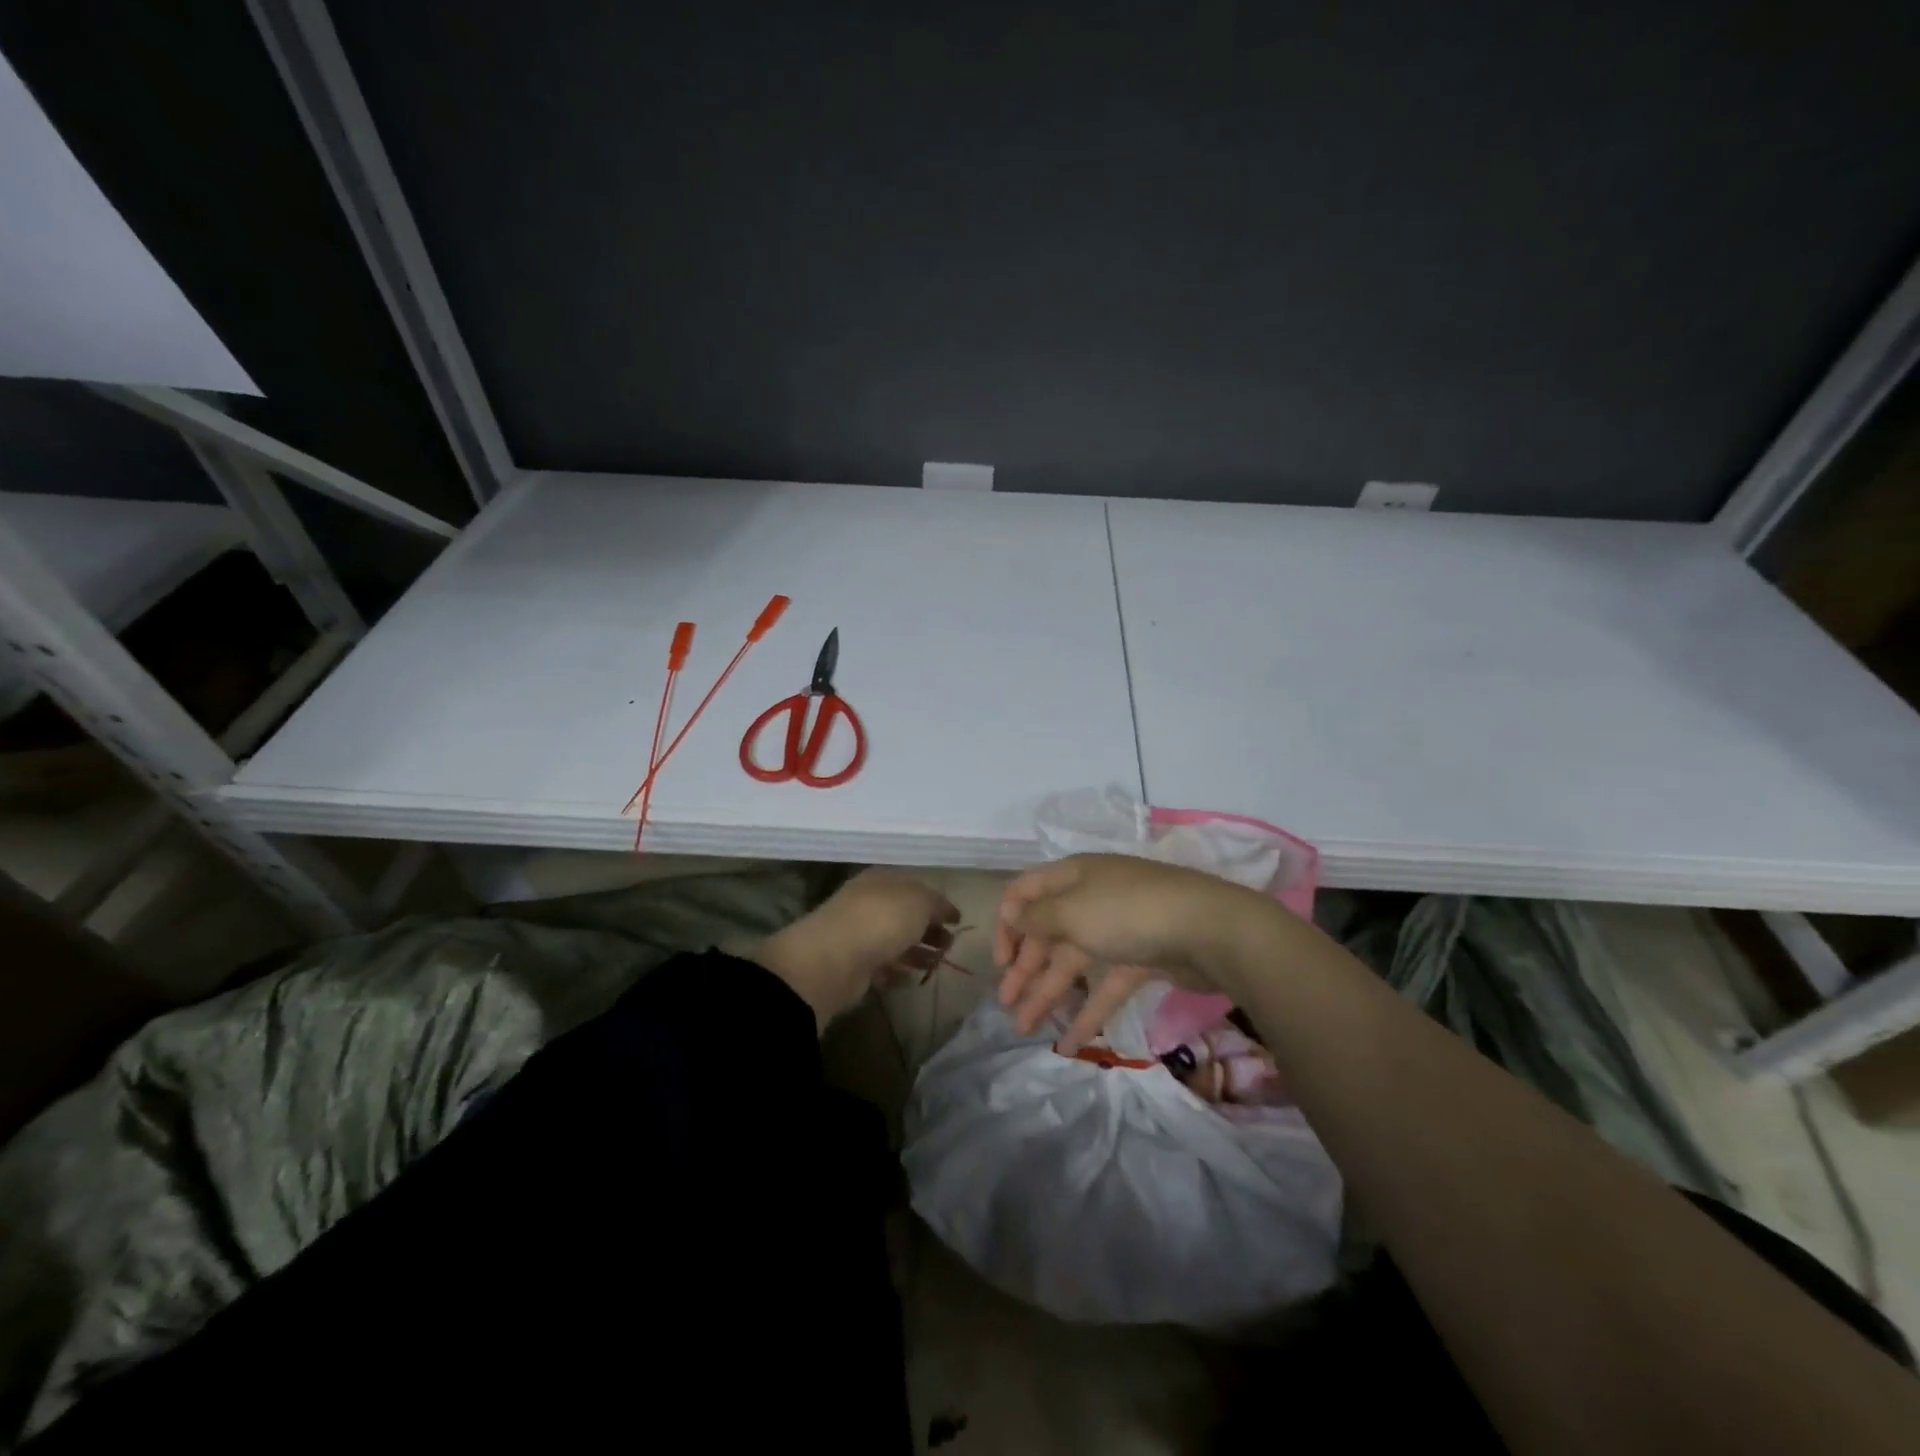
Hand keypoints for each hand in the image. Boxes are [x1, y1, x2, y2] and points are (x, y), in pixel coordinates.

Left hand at [753, 868, 958, 1025]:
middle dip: (929, 929)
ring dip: (917, 953)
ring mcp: (859, 936)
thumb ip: (935, 904)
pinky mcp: (854, 966)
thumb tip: (945, 911)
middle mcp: (868, 904)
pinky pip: (882, 968)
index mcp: (882, 881)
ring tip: (938, 964)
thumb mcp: (919, 901)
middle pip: (905, 916)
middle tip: (950, 945)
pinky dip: (897, 973)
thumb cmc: (881, 919)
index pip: (915, 888)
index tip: (958, 920)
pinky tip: (912, 981)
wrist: (834, 958)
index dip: (937, 903)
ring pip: (895, 942)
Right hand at [994, 854, 1267, 1051]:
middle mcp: (1091, 898)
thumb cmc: (1127, 912)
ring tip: (1025, 1030)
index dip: (1007, 925)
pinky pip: (1105, 984)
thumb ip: (1036, 917)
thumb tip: (1012, 913)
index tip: (1000, 963)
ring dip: (1048, 994)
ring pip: (1073, 963)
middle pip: (1048, 933)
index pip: (1026, 893)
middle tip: (1006, 1005)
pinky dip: (1088, 1011)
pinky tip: (1070, 1044)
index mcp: (1072, 877)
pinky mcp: (1141, 958)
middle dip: (1025, 968)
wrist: (1208, 929)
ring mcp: (1118, 929)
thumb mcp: (1072, 911)